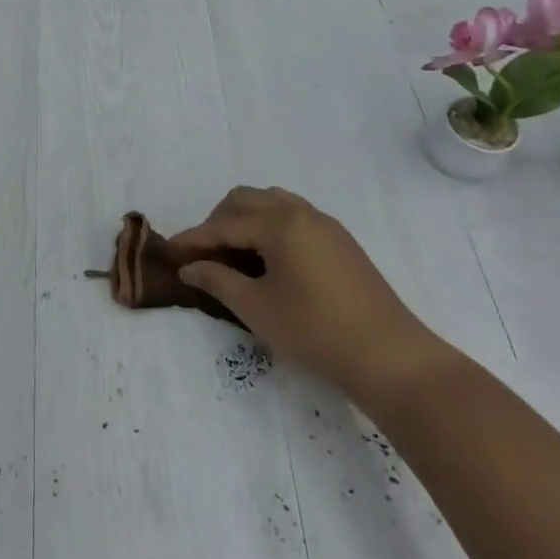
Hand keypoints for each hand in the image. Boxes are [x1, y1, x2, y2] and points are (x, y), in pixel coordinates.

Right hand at [169, 187, 448, 401]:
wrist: (391, 358)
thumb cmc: (315, 331)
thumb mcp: (256, 307)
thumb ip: (217, 279)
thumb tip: (189, 266)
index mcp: (279, 223)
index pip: (223, 224)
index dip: (193, 239)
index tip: (169, 254)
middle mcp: (302, 213)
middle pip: (246, 199)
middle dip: (217, 222)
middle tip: (202, 254)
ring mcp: (326, 226)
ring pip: (273, 203)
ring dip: (245, 220)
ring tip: (232, 254)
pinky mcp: (341, 243)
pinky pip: (293, 217)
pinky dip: (269, 228)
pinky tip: (266, 260)